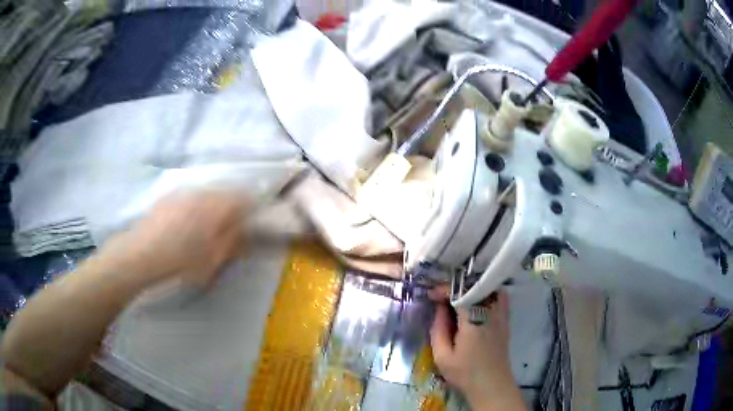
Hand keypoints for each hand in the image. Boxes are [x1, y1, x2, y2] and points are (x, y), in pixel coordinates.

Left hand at [99, 191, 246, 287]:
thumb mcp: (213, 260)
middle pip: (226, 195)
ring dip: (213, 209)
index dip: (252, 212)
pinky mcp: (169, 196)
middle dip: (231, 211)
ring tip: (204, 231)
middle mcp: (202, 192)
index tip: (249, 228)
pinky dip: (195, 208)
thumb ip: (233, 242)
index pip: (245, 199)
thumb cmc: (180, 262)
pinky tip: (185, 226)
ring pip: (208, 195)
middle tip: (226, 233)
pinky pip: (191, 197)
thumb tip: (247, 232)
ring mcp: (184, 192)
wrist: (140, 254)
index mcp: (217, 207)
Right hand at [429, 289, 524, 410]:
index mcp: (473, 321)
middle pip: (476, 287)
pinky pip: (500, 297)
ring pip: (489, 289)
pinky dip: (488, 293)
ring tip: (458, 296)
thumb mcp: (442, 356)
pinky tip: (477, 301)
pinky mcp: (505, 321)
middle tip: (441, 296)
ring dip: (472, 288)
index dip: (444, 290)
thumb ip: (438, 329)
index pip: (460, 293)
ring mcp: (501, 315)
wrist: (491, 385)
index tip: (431, 295)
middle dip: (456, 287)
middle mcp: (490, 313)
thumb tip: (438, 308)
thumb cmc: (465, 373)